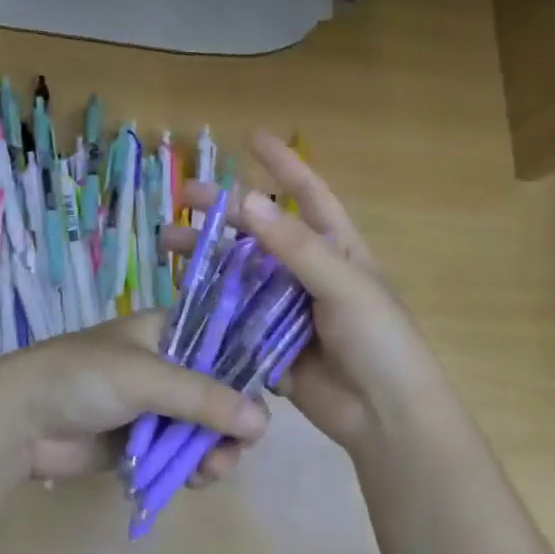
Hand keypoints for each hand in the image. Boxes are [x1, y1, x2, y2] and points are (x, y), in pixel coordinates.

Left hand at [0, 312, 269, 483]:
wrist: (18, 421)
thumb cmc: (82, 378)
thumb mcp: (146, 378)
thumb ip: (204, 398)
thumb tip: (264, 422)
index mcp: (166, 331)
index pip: (222, 342)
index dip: (246, 369)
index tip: (266, 398)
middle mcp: (166, 364)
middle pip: (218, 391)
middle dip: (232, 421)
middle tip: (240, 448)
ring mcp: (153, 405)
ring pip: (202, 426)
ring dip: (215, 449)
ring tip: (214, 471)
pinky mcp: (141, 441)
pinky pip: (179, 452)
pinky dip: (192, 465)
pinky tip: (196, 479)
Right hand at [161, 130, 445, 457]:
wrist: (386, 416)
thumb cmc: (379, 340)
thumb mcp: (345, 285)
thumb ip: (296, 246)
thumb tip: (246, 200)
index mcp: (337, 249)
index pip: (309, 195)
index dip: (282, 164)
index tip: (252, 136)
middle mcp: (310, 273)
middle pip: (260, 234)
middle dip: (222, 214)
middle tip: (180, 200)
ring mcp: (288, 309)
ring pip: (241, 275)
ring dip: (207, 259)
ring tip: (168, 247)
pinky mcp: (270, 343)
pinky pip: (236, 318)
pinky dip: (212, 306)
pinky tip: (180, 296)